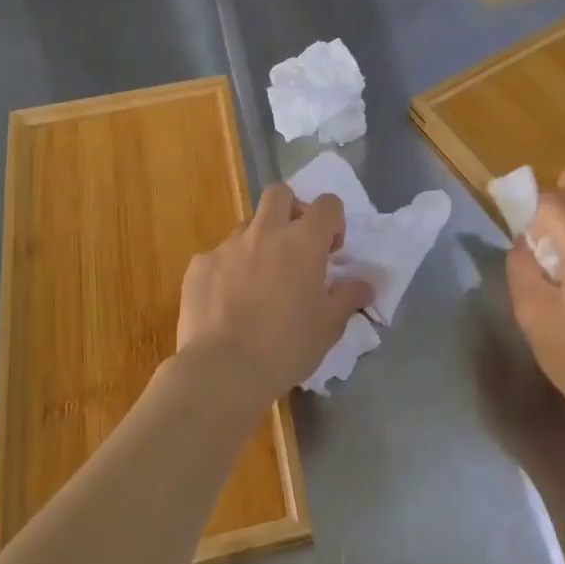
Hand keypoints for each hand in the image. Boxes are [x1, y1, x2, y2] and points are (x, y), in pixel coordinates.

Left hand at [176, 185, 374, 407]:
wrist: (223, 370)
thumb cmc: (286, 346)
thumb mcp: (329, 326)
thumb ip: (348, 297)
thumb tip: (365, 284)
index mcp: (303, 242)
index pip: (327, 204)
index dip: (333, 221)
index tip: (331, 251)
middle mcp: (265, 232)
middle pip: (280, 193)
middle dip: (291, 210)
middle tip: (295, 245)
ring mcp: (228, 246)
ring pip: (247, 225)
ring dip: (259, 241)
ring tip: (259, 281)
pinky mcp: (199, 265)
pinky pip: (219, 256)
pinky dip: (228, 269)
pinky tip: (228, 302)